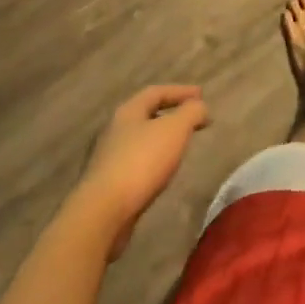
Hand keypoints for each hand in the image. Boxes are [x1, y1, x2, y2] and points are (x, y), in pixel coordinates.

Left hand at [74, 86, 210, 258]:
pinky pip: (135, 162)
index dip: (181, 91)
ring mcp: (106, 158)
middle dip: (170, 114)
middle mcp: (113, 130)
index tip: (202, 95)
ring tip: (180, 146)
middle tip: (192, 120)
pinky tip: (161, 172)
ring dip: (161, 139)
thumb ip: (191, 113)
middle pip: (145, 115)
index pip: (156, 92)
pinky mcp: (106, 184)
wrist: (102, 212)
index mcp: (128, 112)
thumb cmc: (141, 162)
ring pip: (139, 140)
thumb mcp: (175, 129)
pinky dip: (152, 160)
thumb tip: (200, 107)